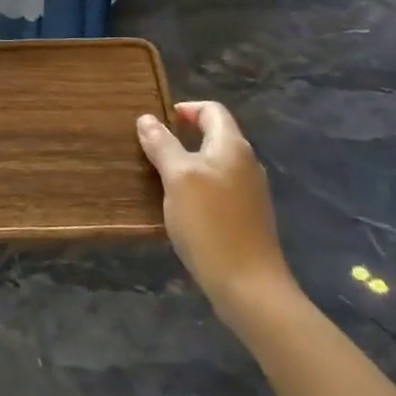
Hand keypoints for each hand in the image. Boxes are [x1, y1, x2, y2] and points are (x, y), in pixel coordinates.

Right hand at [137, 101, 291, 303]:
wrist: (248, 285)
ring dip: (186, 165)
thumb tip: (147, 119)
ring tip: (157, 178)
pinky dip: (196, 189)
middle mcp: (246, 163)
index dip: (184, 109)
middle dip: (181, 138)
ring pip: (214, 165)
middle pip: (213, 136)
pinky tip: (178, 208)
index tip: (156, 123)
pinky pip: (217, 189)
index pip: (212, 110)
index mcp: (232, 146)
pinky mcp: (246, 217)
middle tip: (149, 150)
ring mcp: (249, 192)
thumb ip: (163, 145)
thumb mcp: (178, 178)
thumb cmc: (210, 223)